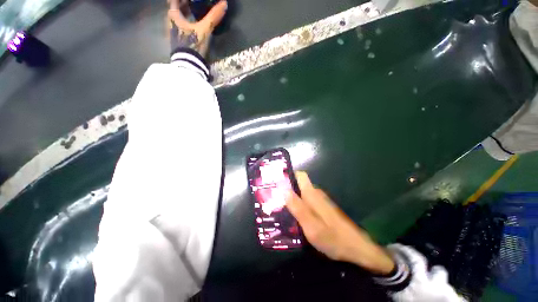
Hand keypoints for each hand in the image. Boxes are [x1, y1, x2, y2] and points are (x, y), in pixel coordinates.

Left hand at [168, 0, 227, 56]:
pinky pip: (179, 28)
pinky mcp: (177, 42)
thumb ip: (213, 17)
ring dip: (184, 15)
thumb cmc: (193, 43)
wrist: (188, 64)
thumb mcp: (204, 29)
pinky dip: (185, 24)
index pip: (174, 1)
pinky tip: (192, 27)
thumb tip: (224, 3)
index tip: (189, 0)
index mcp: (173, 16)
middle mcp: (170, 22)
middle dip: (183, 5)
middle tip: (193, 3)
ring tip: (193, 14)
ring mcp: (172, 33)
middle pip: (175, 9)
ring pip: (177, 19)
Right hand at [286, 172, 394, 274]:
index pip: (300, 175)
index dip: (288, 175)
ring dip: (290, 199)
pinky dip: (297, 206)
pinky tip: (292, 217)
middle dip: (286, 189)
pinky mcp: (321, 209)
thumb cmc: (333, 237)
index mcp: (312, 194)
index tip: (276, 182)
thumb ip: (297, 207)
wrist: (356, 248)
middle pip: (298, 185)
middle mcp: (316, 194)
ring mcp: (319, 201)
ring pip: (301, 194)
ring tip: (278, 208)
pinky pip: (306, 202)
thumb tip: (284, 189)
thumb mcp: (311, 225)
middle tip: (273, 199)